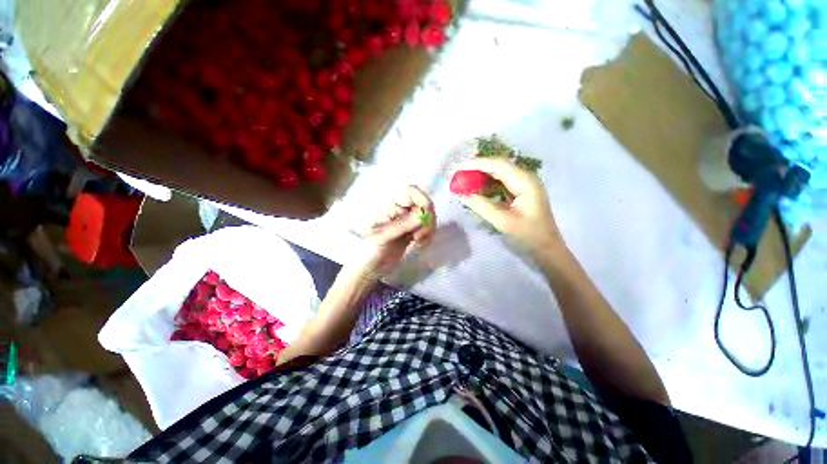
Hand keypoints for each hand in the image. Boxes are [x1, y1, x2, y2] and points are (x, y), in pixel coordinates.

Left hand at [350, 186, 436, 278]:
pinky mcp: (412, 234)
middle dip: (427, 219)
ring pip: (428, 218)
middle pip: (424, 205)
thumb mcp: (382, 237)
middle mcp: (401, 212)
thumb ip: (401, 225)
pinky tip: (419, 246)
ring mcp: (408, 223)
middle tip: (420, 236)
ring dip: (428, 230)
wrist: (368, 270)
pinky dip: (428, 237)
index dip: (421, 199)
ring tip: (418, 243)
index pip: (411, 192)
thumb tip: (422, 214)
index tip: (424, 216)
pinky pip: (427, 230)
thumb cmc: (368, 251)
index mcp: (390, 207)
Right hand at [457, 158, 561, 252]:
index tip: (459, 167)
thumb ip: (482, 206)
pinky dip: (487, 183)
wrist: (546, 247)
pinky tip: (476, 186)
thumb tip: (462, 194)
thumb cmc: (528, 235)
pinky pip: (501, 182)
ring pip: (499, 173)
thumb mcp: (503, 221)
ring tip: (464, 177)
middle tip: (458, 172)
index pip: (498, 165)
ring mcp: (523, 184)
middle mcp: (525, 178)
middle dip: (477, 167)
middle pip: (498, 166)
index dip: (477, 164)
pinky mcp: (520, 191)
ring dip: (481, 174)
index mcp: (525, 182)